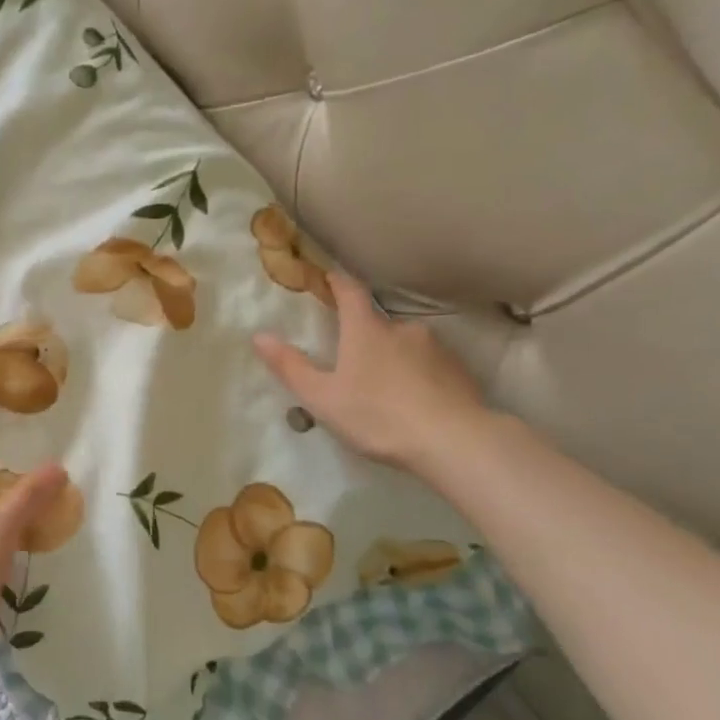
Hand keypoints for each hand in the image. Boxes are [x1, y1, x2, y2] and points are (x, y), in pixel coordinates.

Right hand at [253, 266, 489, 476]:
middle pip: (378, 324)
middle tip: (353, 364)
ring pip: (406, 345)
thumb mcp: (322, 397)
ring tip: (385, 390)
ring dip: (394, 358)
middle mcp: (402, 329)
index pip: (350, 293)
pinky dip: (419, 376)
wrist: (454, 442)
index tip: (328, 278)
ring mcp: (436, 348)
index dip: (337, 283)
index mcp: (366, 330)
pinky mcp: (460, 371)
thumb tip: (259, 336)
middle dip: (364, 336)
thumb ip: (290, 367)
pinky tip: (415, 401)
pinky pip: (431, 366)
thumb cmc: (378, 416)